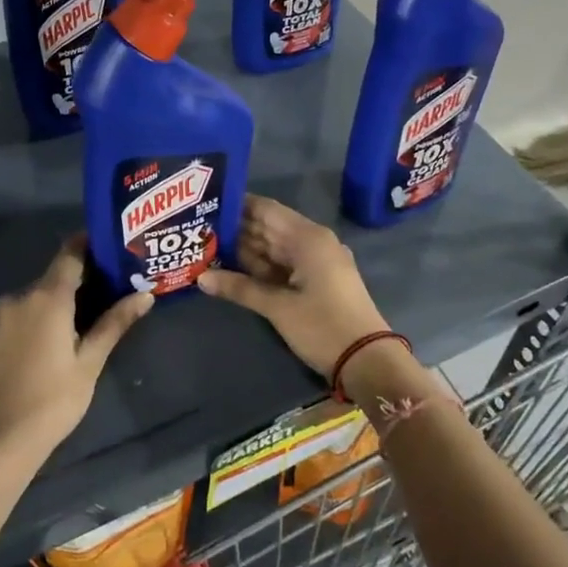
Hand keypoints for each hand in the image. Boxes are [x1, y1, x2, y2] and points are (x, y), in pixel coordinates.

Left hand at [0, 236, 152, 463]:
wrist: (0, 441)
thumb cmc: (53, 399)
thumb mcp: (90, 361)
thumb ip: (115, 322)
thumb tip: (145, 295)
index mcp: (46, 296)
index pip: (70, 252)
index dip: (91, 243)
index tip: (115, 245)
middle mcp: (21, 296)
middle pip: (57, 273)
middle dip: (85, 275)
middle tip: (117, 284)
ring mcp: (4, 316)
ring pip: (41, 294)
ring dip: (65, 296)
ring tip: (96, 310)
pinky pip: (27, 311)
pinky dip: (47, 312)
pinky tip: (64, 332)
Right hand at [199, 196, 387, 375]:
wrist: (368, 361)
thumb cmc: (323, 326)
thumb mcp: (278, 307)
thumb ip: (239, 288)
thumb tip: (201, 277)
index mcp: (307, 237)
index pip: (266, 209)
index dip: (237, 206)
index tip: (206, 205)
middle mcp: (313, 242)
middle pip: (269, 227)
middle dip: (236, 230)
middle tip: (199, 229)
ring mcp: (317, 262)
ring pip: (274, 248)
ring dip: (245, 250)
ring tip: (207, 247)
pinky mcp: (318, 280)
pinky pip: (284, 265)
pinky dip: (261, 267)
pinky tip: (233, 270)